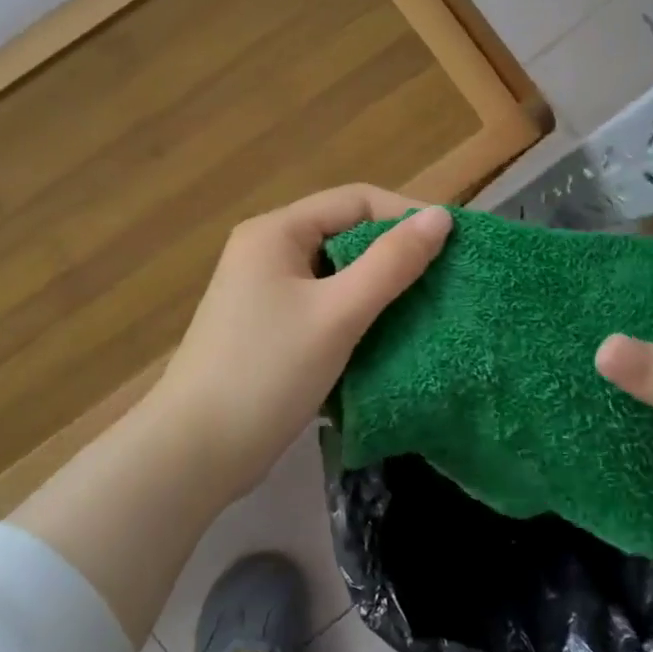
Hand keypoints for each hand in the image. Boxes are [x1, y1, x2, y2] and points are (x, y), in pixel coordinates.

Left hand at [152, 185, 452, 501]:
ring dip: (379, 291)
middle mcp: (267, 253)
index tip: (454, 245)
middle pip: (345, 236)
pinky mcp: (269, 331)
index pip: (355, 201)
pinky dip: (356, 318)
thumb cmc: (268, 371)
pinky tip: (388, 340)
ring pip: (337, 277)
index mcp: (276, 233)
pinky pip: (324, 309)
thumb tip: (440, 217)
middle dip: (395, 256)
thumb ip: (390, 264)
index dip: (405, 216)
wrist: (198, 450)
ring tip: (426, 311)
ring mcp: (265, 294)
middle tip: (445, 282)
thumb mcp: (337, 314)